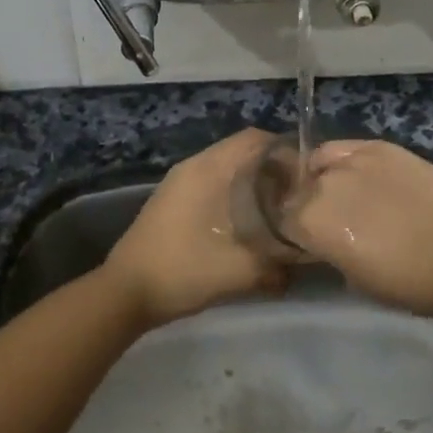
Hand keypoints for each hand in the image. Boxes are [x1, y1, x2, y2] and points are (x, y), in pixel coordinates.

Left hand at [102, 129, 289, 326]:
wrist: (124, 292)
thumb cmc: (182, 271)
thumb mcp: (239, 271)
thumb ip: (278, 264)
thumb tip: (305, 258)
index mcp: (208, 169)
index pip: (256, 139)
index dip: (288, 153)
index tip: (308, 179)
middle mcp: (194, 166)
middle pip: (244, 151)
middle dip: (275, 169)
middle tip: (298, 197)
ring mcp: (180, 182)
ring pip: (228, 168)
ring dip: (255, 183)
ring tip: (279, 211)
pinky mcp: (174, 200)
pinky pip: (214, 183)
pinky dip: (236, 194)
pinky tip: (248, 223)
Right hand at [285, 139, 432, 316]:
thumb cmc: (410, 282)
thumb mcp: (356, 280)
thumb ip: (331, 253)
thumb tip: (329, 243)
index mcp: (310, 222)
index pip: (284, 221)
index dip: (295, 233)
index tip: (310, 242)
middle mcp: (322, 185)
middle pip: (299, 190)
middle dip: (308, 204)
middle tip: (331, 221)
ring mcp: (352, 160)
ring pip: (319, 162)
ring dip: (323, 178)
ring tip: (345, 193)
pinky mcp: (380, 146)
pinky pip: (347, 148)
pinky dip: (346, 160)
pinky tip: (362, 174)